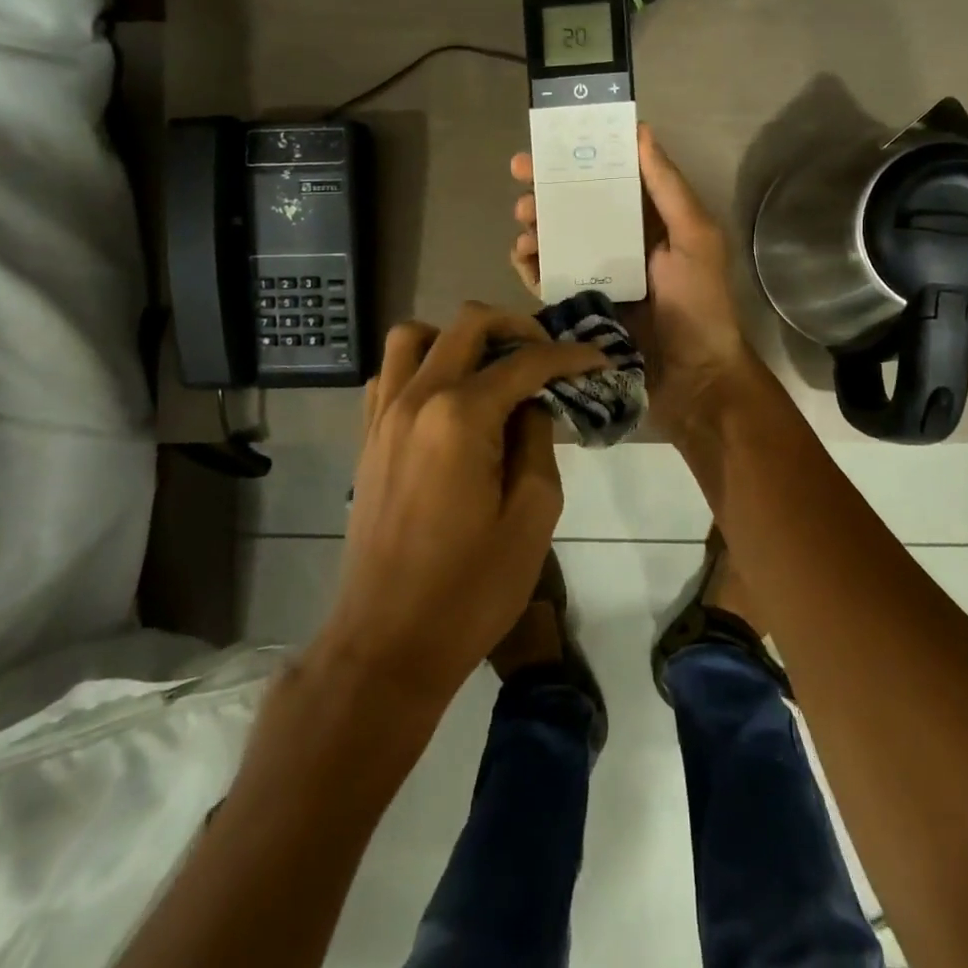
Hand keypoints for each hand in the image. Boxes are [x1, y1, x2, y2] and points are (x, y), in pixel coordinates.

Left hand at [315, 303, 608, 705]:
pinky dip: (420, 365)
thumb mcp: (532, 516)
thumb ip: (537, 441)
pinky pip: (388, 374)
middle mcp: (416, 398)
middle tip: (549, 355)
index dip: (569, 356)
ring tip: (491, 367)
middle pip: (467, 324)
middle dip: (517, 327)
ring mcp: (383, 415)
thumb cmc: (471, 589)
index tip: (599, 360)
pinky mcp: (367, 437)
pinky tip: (448, 398)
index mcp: (460, 416)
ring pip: (414, 336)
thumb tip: (531, 403)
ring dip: (458, 337)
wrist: (387, 643)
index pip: (525, 362)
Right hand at [511, 124, 753, 434]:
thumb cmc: (701, 303)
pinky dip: (531, 264)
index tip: (550, 142)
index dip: (579, 157)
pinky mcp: (580, 306)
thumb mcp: (695, 237)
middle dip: (546, 188)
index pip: (609, 178)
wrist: (694, 378)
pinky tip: (524, 256)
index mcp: (649, 221)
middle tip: (519, 177)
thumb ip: (667, 187)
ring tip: (524, 223)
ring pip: (556, 238)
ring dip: (535, 224)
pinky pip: (548, 278)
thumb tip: (641, 131)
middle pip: (575, 205)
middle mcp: (620, 242)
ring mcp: (597, 275)